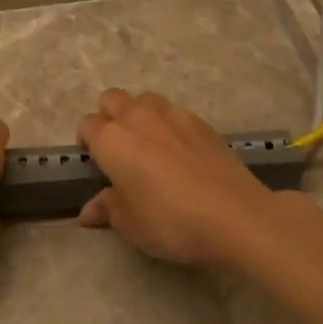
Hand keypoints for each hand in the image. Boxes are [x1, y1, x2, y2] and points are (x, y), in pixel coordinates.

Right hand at [76, 90, 285, 267]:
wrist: (234, 215)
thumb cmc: (170, 221)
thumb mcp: (130, 224)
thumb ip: (107, 209)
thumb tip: (89, 211)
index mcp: (112, 140)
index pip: (87, 125)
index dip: (87, 143)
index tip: (97, 165)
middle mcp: (138, 117)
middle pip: (112, 99)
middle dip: (109, 117)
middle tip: (119, 150)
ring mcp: (173, 114)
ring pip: (144, 100)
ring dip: (139, 115)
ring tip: (150, 146)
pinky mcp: (201, 122)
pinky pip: (175, 113)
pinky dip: (169, 125)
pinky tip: (181, 153)